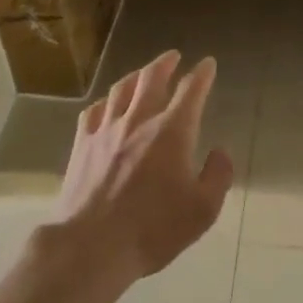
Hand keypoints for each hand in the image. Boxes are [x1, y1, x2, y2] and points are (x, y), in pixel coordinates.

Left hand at [53, 51, 233, 286]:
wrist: (91, 246)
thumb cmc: (153, 229)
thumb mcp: (202, 210)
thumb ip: (218, 176)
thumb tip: (220, 152)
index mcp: (173, 131)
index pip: (192, 90)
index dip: (202, 74)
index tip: (208, 64)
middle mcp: (139, 120)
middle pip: (152, 78)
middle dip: (166, 63)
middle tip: (173, 56)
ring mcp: (107, 130)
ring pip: (121, 89)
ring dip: (136, 76)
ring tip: (142, 74)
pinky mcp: (82, 145)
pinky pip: (93, 112)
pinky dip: (105, 102)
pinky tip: (106, 106)